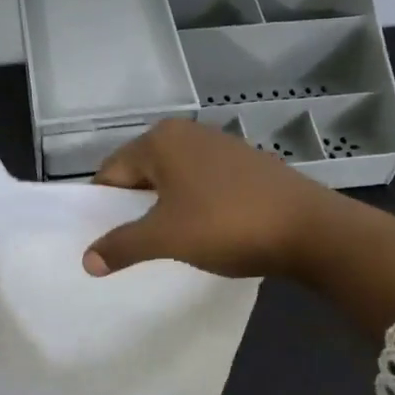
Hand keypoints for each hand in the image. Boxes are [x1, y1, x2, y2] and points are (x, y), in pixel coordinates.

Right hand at [83, 118, 337, 278]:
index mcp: (161, 140)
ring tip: (169, 242)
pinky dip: (193, 205)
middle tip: (134, 244)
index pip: (111, 172)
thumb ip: (122, 246)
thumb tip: (86, 261)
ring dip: (164, 208)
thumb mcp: (166, 238)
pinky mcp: (246, 164)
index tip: (106, 240)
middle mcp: (188, 133)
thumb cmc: (226, 225)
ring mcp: (221, 146)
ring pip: (173, 179)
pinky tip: (205, 232)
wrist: (309, 229)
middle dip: (134, 208)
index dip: (103, 208)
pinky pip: (202, 183)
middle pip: (141, 172)